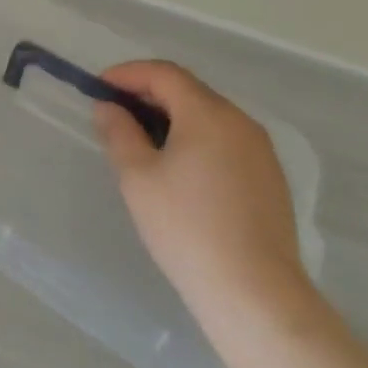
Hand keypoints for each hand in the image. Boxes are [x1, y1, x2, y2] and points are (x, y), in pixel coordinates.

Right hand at [90, 60, 313, 341]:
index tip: (98, 89)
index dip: (126, 74)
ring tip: (140, 141)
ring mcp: (261, 152)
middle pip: (188, 90)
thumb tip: (109, 108)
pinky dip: (194, 138)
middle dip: (147, 94)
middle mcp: (241, 123)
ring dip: (170, 117)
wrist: (254, 293)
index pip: (163, 74)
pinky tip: (176, 168)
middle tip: (114, 114)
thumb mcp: (136, 175)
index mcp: (209, 115)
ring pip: (208, 116)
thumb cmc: (186, 226)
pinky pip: (224, 140)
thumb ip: (118, 132)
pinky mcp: (269, 178)